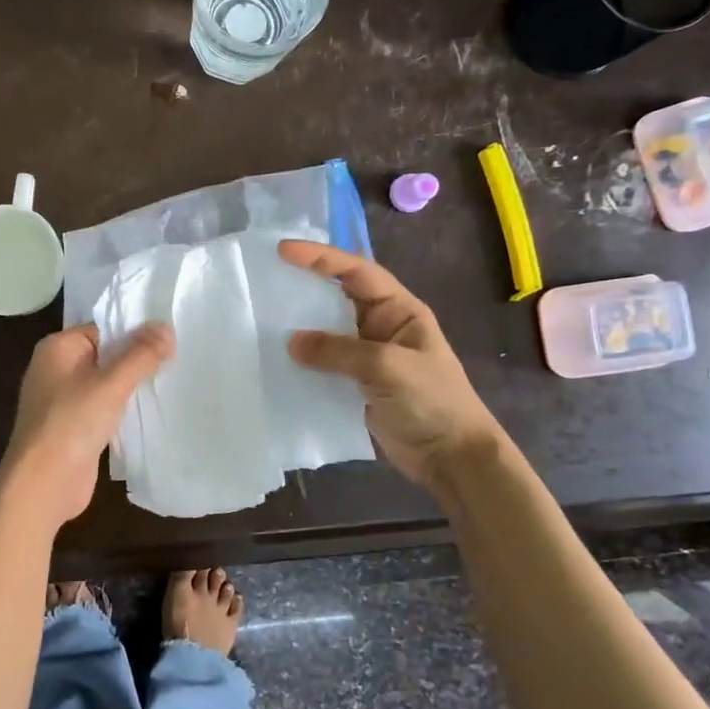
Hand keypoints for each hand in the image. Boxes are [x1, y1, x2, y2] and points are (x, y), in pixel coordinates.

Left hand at [0, 322, 174, 524]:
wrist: (43, 484)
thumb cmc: (72, 423)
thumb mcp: (111, 384)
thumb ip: (140, 355)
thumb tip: (166, 327)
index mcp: (57, 348)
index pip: (102, 329)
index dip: (134, 332)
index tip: (169, 338)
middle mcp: (56, 369)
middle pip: (105, 355)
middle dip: (137, 359)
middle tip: (177, 357)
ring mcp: (63, 401)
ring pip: (106, 384)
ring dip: (132, 386)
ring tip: (171, 380)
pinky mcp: (74, 428)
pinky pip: (103, 408)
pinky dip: (123, 409)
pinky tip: (151, 411)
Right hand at [280, 239, 499, 486]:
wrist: (451, 458)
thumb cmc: (432, 402)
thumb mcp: (388, 368)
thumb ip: (339, 351)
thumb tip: (291, 342)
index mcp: (398, 311)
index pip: (356, 272)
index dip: (321, 258)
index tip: (284, 251)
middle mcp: (379, 327)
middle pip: (335, 298)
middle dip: (302, 288)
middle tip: (264, 281)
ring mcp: (365, 357)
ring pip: (325, 332)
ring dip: (297, 327)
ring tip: (259, 319)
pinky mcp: (353, 385)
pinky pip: (321, 364)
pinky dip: (300, 362)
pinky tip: (273, 361)